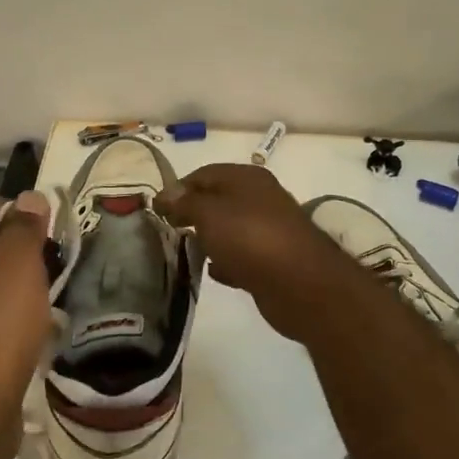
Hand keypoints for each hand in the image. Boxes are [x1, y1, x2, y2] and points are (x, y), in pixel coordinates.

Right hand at [154, 164, 354, 340]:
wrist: (301, 284)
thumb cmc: (250, 238)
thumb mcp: (209, 213)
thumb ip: (184, 202)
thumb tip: (165, 195)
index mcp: (247, 178)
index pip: (204, 174)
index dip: (179, 188)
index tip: (157, 210)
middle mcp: (260, 199)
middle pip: (218, 200)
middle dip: (193, 213)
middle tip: (168, 230)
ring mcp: (269, 231)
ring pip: (230, 229)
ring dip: (209, 238)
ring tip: (186, 250)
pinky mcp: (273, 261)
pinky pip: (242, 256)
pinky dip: (226, 261)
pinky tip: (213, 271)